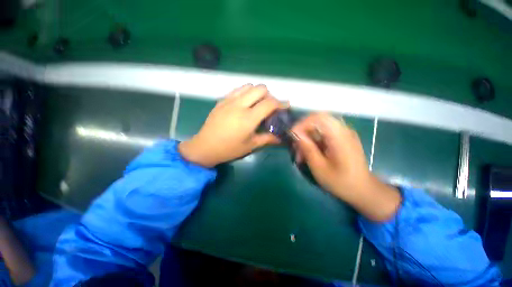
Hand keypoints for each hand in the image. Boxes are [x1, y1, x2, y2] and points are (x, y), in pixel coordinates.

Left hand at [179, 84, 286, 166]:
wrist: (205, 147)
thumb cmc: (229, 149)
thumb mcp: (251, 146)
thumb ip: (268, 139)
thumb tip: (281, 138)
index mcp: (248, 118)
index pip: (269, 103)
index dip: (280, 103)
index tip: (285, 106)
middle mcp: (239, 105)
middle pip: (260, 89)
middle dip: (269, 96)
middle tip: (269, 107)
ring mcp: (229, 101)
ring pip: (248, 86)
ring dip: (257, 92)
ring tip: (257, 104)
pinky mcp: (221, 100)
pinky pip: (237, 89)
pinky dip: (245, 93)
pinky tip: (244, 103)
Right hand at [291, 113, 369, 197]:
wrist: (363, 190)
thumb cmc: (341, 181)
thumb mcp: (319, 167)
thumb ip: (307, 148)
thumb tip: (295, 134)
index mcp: (339, 136)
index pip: (318, 117)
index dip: (301, 124)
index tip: (292, 136)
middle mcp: (343, 130)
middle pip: (316, 122)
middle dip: (302, 133)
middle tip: (295, 148)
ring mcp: (343, 133)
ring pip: (317, 129)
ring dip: (306, 139)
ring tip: (301, 155)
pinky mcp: (341, 138)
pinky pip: (322, 134)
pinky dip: (313, 142)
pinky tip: (309, 154)